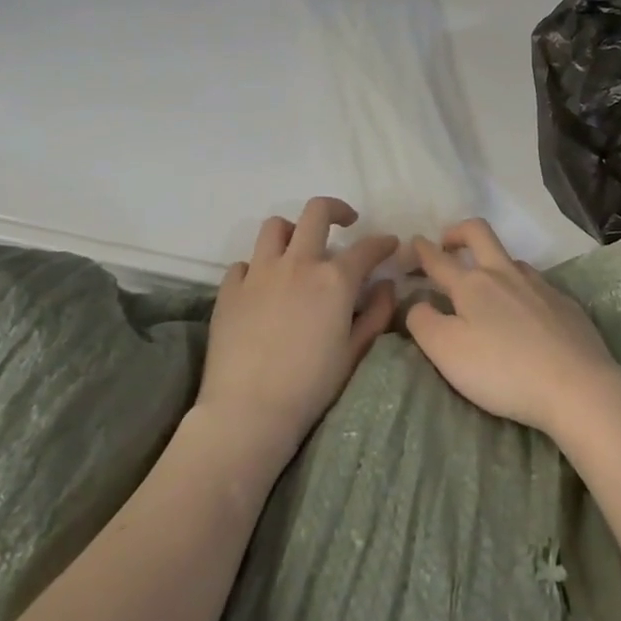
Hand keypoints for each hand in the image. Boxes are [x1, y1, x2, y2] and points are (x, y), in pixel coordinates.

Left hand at [197, 198, 398, 470]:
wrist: (249, 409)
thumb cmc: (311, 385)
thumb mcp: (354, 352)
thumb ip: (376, 314)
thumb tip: (385, 286)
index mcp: (334, 279)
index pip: (366, 247)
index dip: (383, 242)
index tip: (390, 243)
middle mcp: (297, 263)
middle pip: (316, 212)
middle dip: (337, 210)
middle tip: (346, 221)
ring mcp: (259, 272)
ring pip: (275, 227)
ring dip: (292, 231)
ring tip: (298, 249)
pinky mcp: (230, 288)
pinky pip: (244, 263)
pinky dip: (257, 268)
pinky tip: (263, 287)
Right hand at [406, 219, 620, 436]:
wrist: (578, 388)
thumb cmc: (503, 370)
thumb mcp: (446, 351)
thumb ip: (423, 322)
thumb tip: (418, 303)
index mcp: (473, 284)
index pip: (438, 258)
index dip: (421, 250)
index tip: (412, 244)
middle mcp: (506, 274)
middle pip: (479, 233)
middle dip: (458, 232)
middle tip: (446, 244)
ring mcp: (541, 286)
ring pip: (511, 260)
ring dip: (492, 263)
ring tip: (486, 287)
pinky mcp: (566, 305)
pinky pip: (537, 286)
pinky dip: (521, 291)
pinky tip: (525, 316)